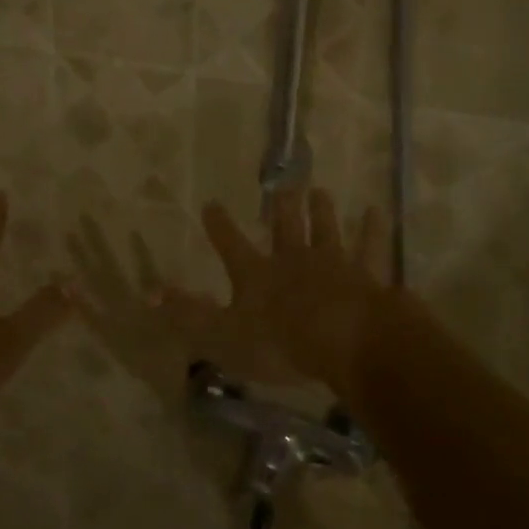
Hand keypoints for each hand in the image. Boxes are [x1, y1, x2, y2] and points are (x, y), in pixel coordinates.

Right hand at [157, 186, 395, 398]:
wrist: (346, 340)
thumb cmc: (281, 342)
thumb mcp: (223, 334)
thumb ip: (188, 314)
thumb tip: (150, 293)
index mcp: (257, 274)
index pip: (231, 244)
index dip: (220, 225)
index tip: (211, 203)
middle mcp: (293, 259)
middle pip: (286, 227)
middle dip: (282, 208)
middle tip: (284, 186)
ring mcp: (333, 264)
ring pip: (326, 230)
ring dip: (322, 211)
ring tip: (321, 191)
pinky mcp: (367, 275)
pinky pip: (370, 248)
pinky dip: (373, 230)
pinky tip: (378, 212)